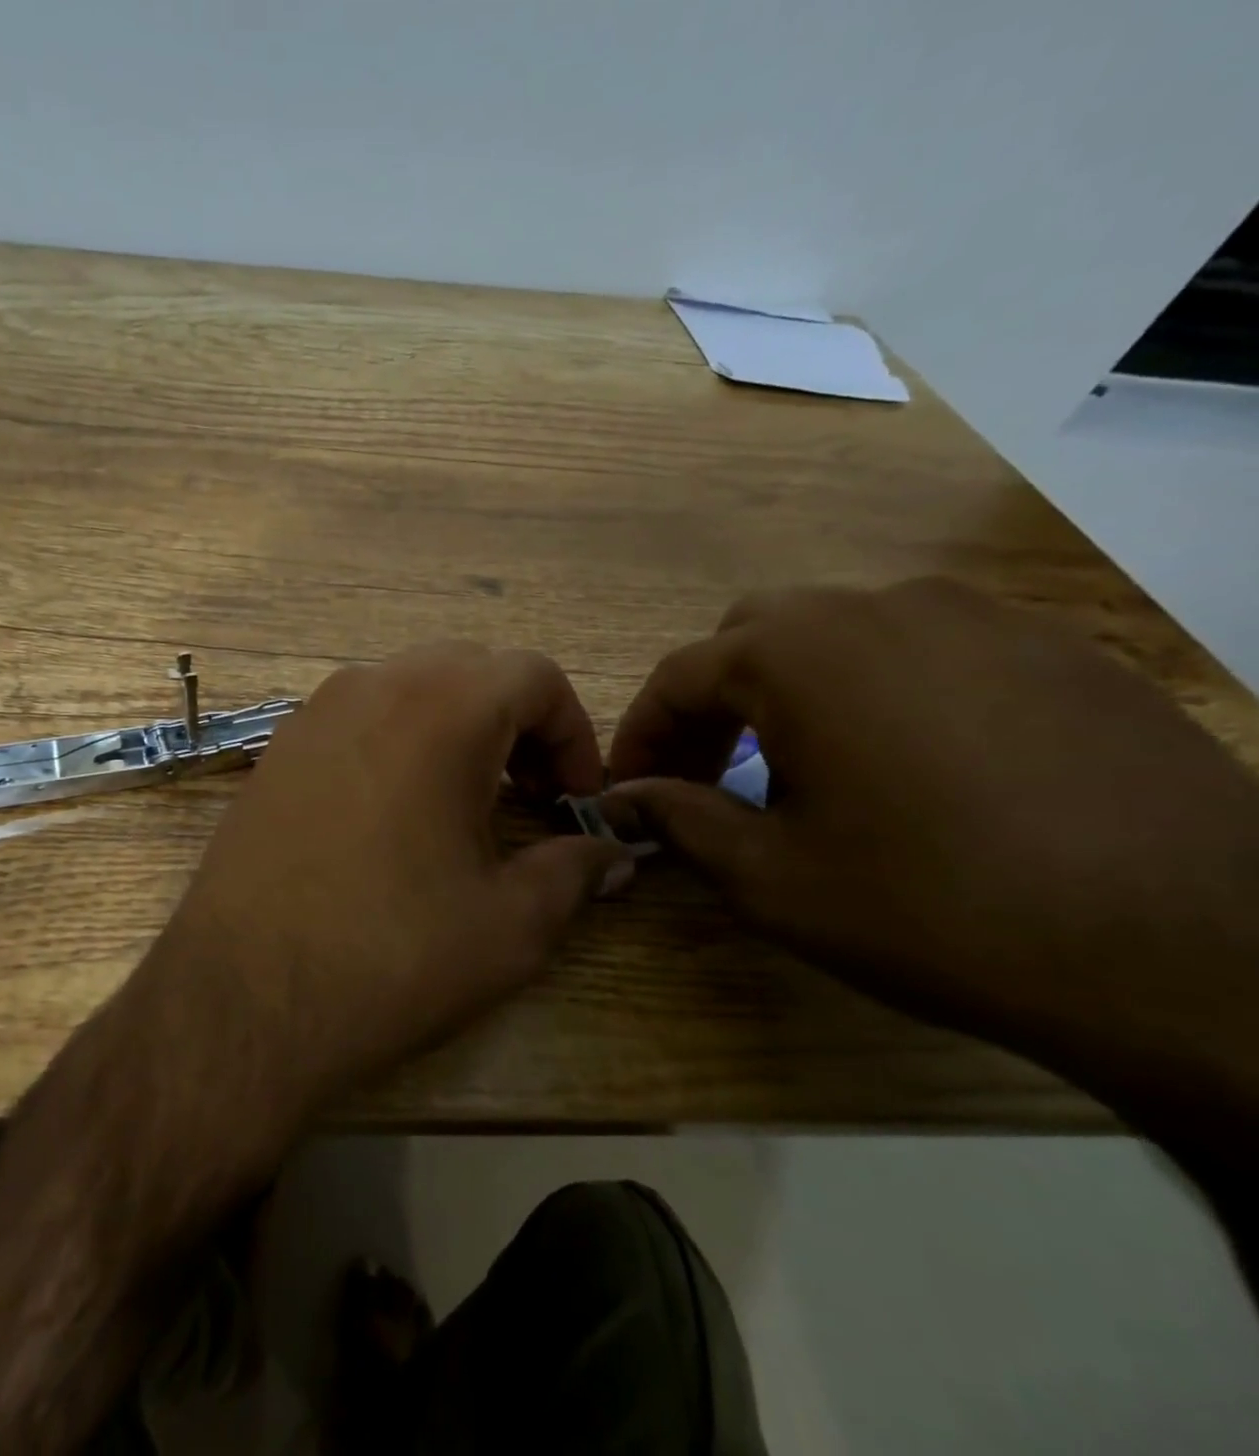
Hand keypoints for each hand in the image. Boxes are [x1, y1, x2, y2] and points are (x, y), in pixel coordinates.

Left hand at [131, 642, 631, 1127]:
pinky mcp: (274, 752)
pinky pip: (354, 720)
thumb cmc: (389, 956)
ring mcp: (311, 715)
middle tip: (526, 797)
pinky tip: (390, 817)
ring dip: (452, 729)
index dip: (572, 732)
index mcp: (441, 709)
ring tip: (461, 806)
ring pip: (406, 689)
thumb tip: (610, 854)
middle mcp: (370, 688)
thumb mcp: (509, 925)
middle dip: (514, 723)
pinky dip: (394, 743)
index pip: (533, 675)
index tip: (574, 800)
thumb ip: (573, 872)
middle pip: (468, 670)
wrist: (242, 995)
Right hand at [603, 578, 1258, 1089]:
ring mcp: (980, 618)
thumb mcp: (771, 877)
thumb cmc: (936, 908)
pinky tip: (902, 765)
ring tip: (800, 770)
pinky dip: (876, 692)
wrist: (1200, 956)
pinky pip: (925, 650)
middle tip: (707, 774)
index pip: (678, 676)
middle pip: (752, 637)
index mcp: (799, 654)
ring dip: (790, 692)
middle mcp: (881, 607)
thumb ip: (680, 818)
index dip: (639, 734)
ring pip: (839, 635)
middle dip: (712, 703)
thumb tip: (625, 796)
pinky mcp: (1056, 648)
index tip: (626, 787)